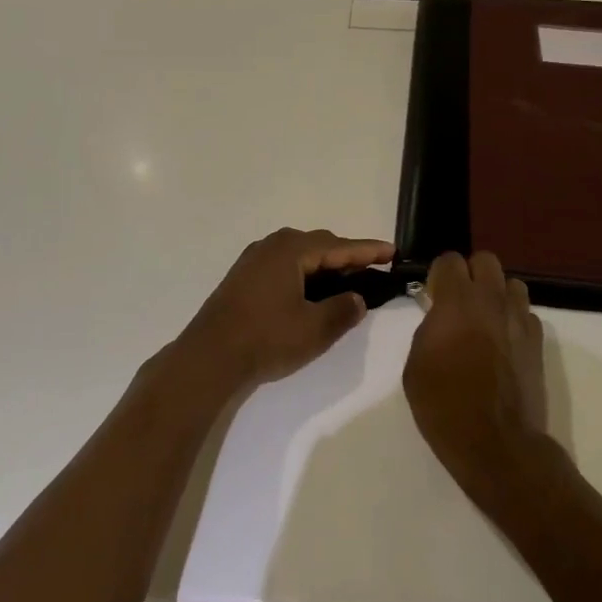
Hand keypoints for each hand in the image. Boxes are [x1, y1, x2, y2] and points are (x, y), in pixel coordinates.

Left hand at [178, 228, 394, 387]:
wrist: (208, 357)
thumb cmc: (266, 338)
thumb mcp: (314, 328)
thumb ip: (343, 310)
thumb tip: (357, 298)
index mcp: (292, 250)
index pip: (340, 246)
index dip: (368, 250)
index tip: (393, 251)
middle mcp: (273, 245)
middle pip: (320, 244)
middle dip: (347, 256)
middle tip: (372, 269)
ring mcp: (254, 259)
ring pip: (301, 255)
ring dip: (325, 265)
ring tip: (346, 280)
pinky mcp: (244, 277)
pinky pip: (285, 265)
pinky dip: (305, 273)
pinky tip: (311, 291)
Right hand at [402, 252, 551, 494]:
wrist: (497, 443)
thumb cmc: (445, 405)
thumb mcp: (416, 365)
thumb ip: (429, 329)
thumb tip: (440, 318)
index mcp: (457, 301)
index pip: (450, 260)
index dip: (439, 274)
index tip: (433, 295)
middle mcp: (492, 300)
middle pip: (486, 260)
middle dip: (471, 274)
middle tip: (459, 302)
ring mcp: (519, 319)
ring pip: (512, 284)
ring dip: (497, 294)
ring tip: (485, 319)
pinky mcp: (538, 342)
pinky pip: (526, 314)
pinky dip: (514, 320)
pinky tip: (504, 343)